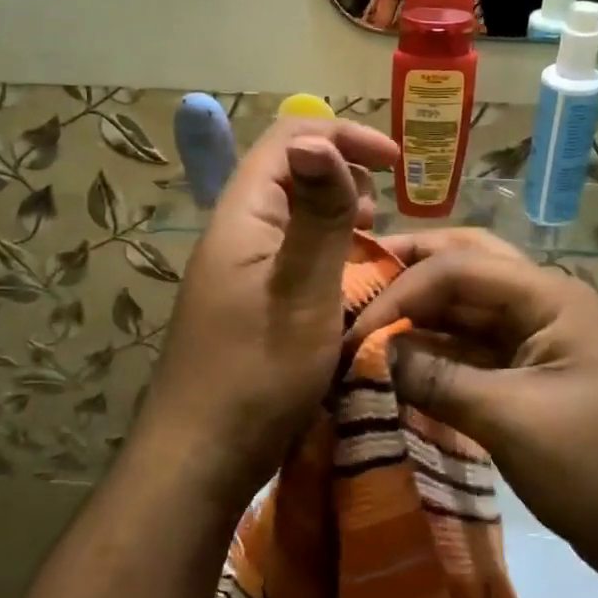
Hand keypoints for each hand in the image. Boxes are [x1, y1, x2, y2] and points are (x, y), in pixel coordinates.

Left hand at [143, 118, 397, 513]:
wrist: (199, 459)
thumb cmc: (256, 374)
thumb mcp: (302, 291)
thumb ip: (317, 215)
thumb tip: (317, 139)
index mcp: (243, 216)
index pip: (290, 139)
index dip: (344, 137)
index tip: (397, 165)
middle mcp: (236, 232)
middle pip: (289, 172)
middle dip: (344, 174)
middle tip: (383, 213)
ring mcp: (238, 269)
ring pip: (293, 215)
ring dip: (337, 215)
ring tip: (373, 241)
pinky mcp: (247, 301)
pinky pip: (291, 254)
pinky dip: (327, 252)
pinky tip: (349, 282)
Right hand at [346, 231, 597, 597]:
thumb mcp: (512, 421)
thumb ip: (437, 379)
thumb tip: (372, 354)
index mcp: (550, 297)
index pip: (458, 269)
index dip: (399, 292)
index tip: (352, 334)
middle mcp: (543, 304)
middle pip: (467, 265)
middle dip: (410, 268)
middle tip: (355, 278)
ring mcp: (538, 340)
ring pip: (467, 307)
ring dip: (420, 311)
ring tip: (364, 318)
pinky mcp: (530, 376)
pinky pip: (473, 347)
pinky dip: (436, 349)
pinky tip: (398, 358)